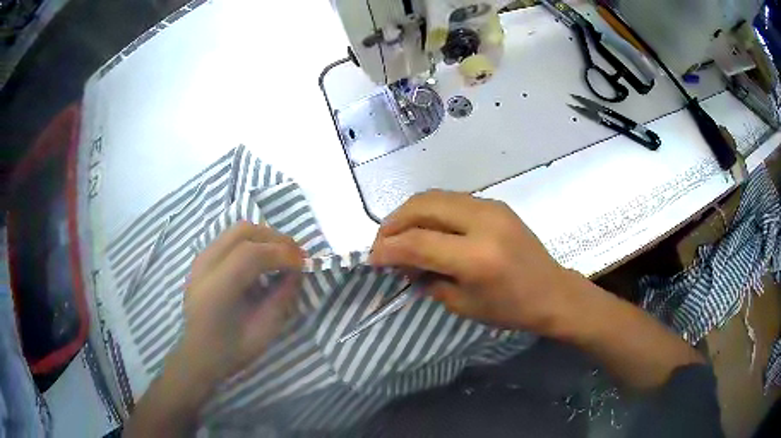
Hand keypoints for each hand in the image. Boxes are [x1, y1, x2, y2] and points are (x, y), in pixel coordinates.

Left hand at [177, 222, 304, 383]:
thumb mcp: (264, 331)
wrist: (199, 355)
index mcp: (217, 288)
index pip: (252, 253)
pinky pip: (230, 239)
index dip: (282, 253)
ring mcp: (201, 259)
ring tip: (281, 255)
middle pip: (244, 231)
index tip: (304, 264)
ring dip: (264, 237)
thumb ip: (282, 297)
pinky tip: (262, 260)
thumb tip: (297, 271)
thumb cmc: (232, 350)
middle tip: (296, 256)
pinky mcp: (202, 259)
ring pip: (237, 230)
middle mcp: (205, 266)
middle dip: (275, 239)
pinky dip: (252, 242)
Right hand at [369, 191, 577, 334]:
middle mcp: (483, 222)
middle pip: (422, 207)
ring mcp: (491, 207)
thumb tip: (403, 262)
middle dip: (393, 222)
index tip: (372, 259)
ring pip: (435, 196)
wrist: (551, 291)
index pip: (417, 243)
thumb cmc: (510, 309)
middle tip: (382, 242)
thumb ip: (428, 279)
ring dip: (410, 213)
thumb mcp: (462, 305)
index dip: (388, 249)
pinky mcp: (495, 203)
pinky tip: (426, 228)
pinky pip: (452, 199)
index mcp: (476, 257)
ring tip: (399, 233)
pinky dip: (431, 211)